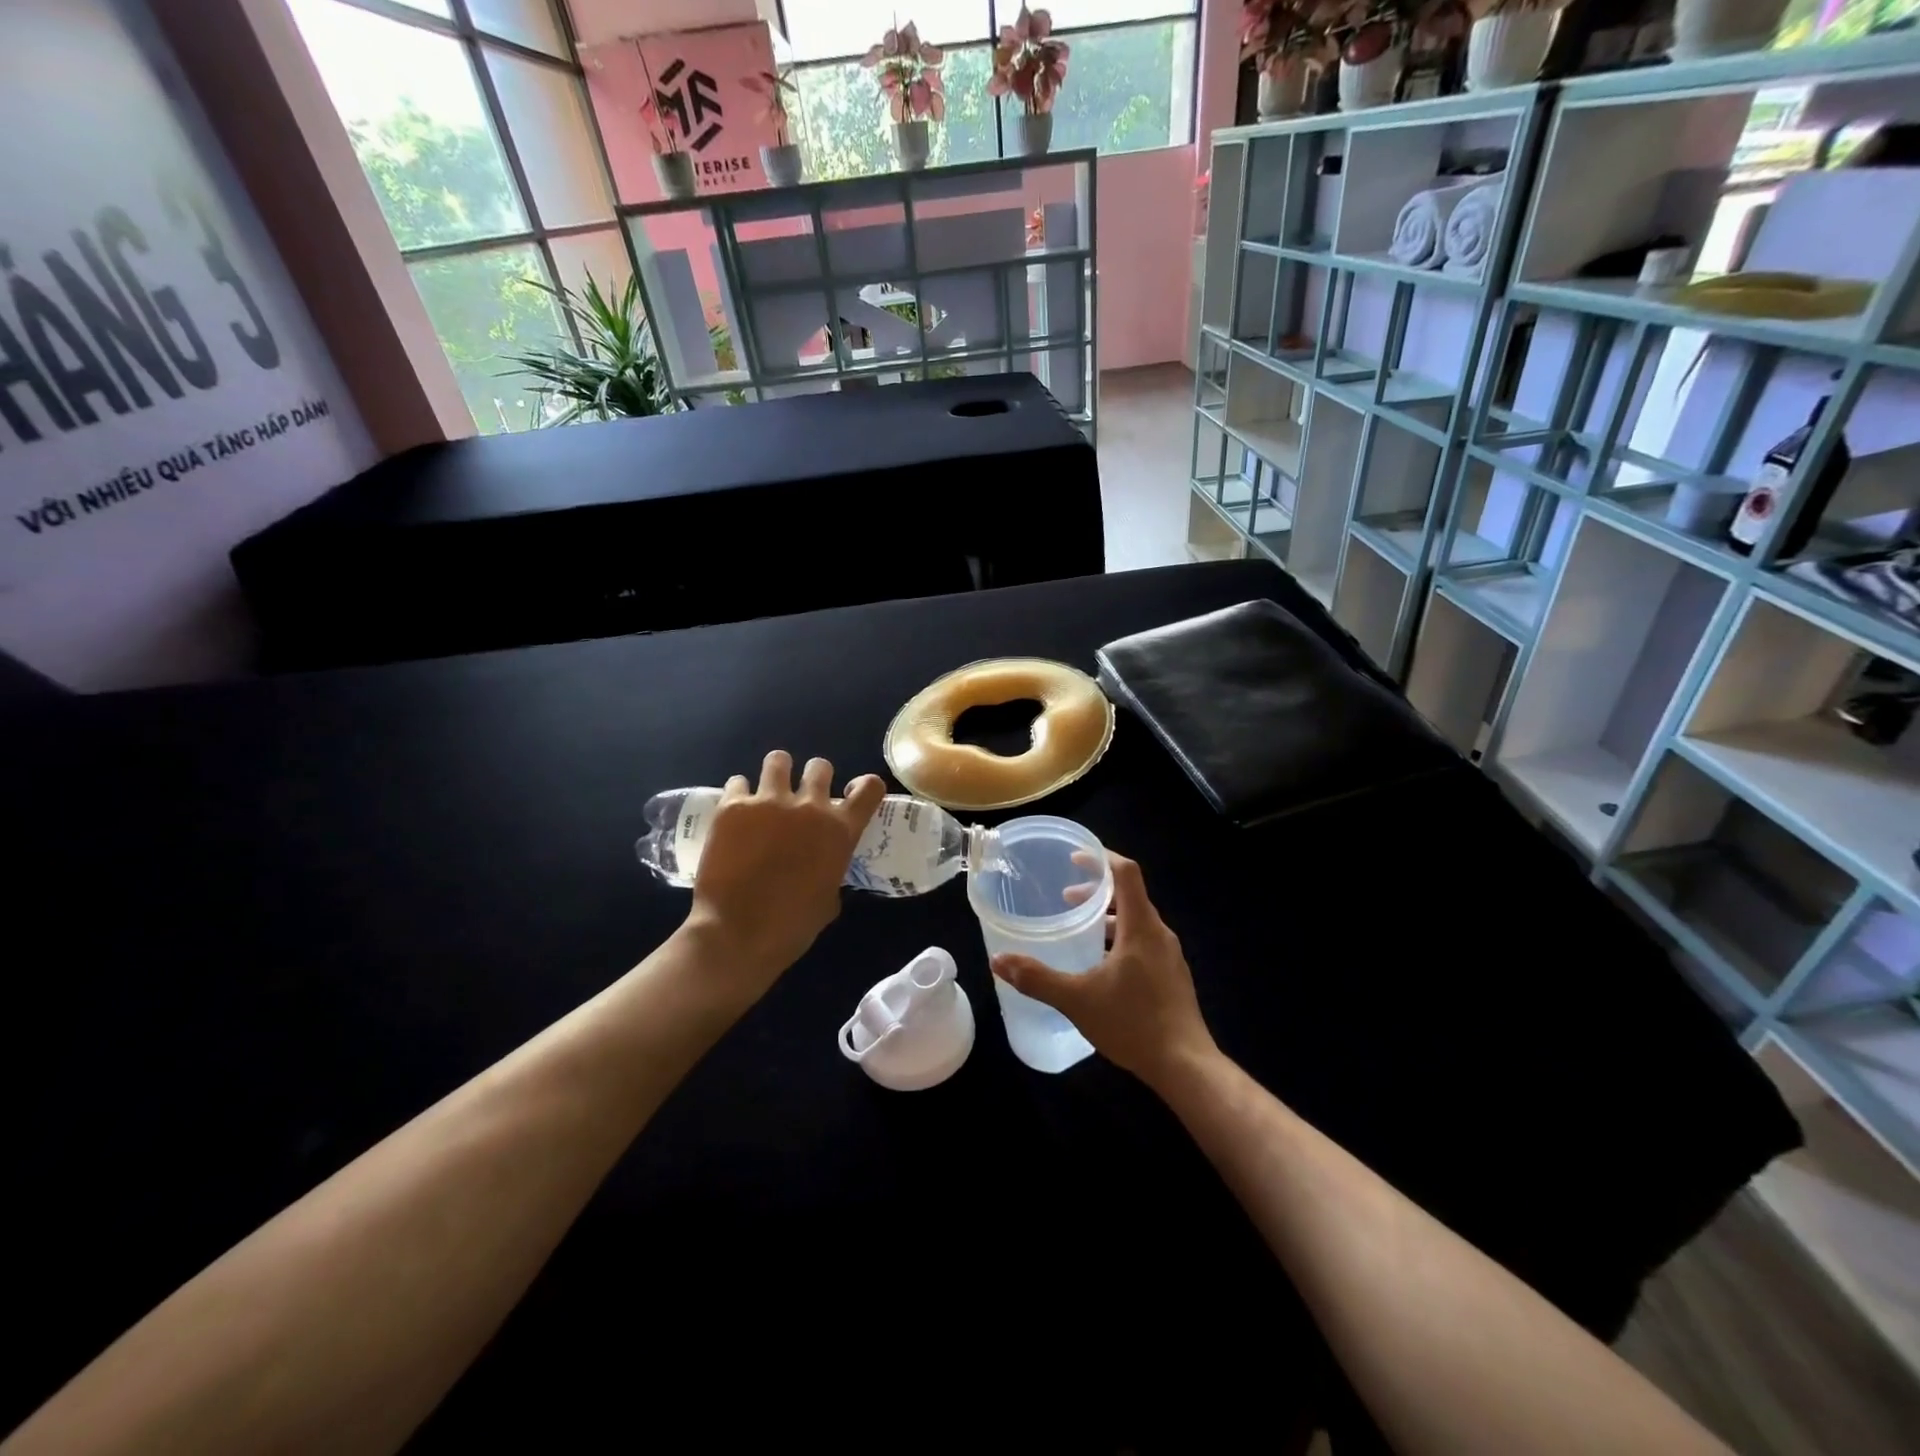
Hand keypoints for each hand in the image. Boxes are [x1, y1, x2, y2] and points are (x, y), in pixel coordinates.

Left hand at [683, 751, 885, 1003]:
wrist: (737, 934)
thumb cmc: (791, 927)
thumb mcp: (829, 899)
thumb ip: (831, 869)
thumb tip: (822, 864)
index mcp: (840, 830)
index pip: (870, 787)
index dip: (863, 786)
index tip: (850, 794)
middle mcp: (810, 806)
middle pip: (820, 766)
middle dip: (814, 777)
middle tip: (801, 796)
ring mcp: (769, 802)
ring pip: (778, 760)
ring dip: (777, 773)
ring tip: (767, 791)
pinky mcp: (732, 806)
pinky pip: (738, 783)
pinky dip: (739, 794)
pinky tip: (735, 813)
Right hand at [991, 852, 1217, 1089]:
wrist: (1186, 1067)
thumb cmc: (1133, 1023)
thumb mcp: (1077, 999)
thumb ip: (1037, 978)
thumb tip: (998, 961)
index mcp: (1141, 927)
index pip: (1126, 873)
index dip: (1101, 858)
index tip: (1075, 857)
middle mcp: (1159, 934)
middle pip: (1130, 895)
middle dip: (1097, 891)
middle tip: (1065, 899)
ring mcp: (1169, 956)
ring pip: (1136, 921)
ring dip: (1108, 917)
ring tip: (1079, 931)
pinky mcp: (1172, 977)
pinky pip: (1143, 942)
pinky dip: (1119, 939)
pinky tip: (1101, 967)